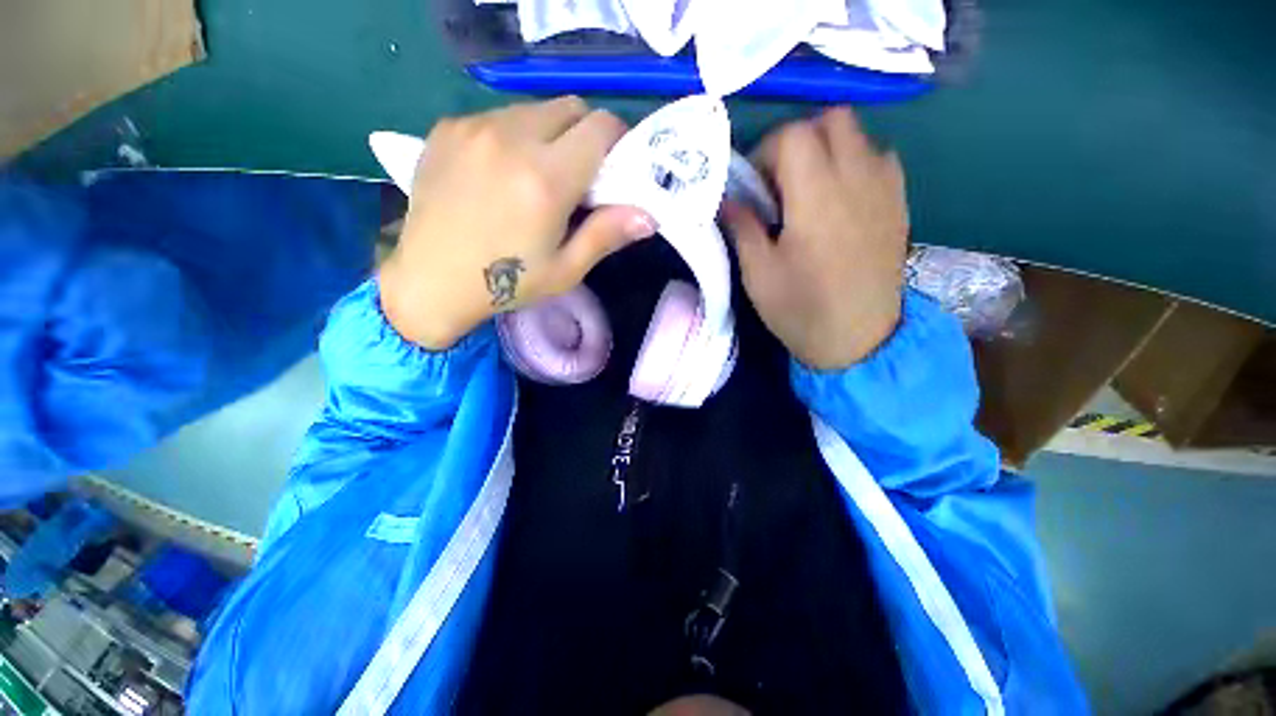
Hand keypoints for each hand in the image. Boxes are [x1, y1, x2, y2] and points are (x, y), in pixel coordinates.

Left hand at [379, 97, 656, 349]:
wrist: (430, 280)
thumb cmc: (505, 284)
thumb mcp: (565, 270)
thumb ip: (606, 235)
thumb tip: (649, 215)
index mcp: (545, 179)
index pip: (600, 127)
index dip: (617, 141)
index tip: (614, 167)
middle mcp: (511, 138)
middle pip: (570, 107)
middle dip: (585, 135)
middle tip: (579, 175)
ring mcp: (474, 127)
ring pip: (534, 109)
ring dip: (549, 134)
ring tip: (536, 176)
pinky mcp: (448, 127)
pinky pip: (499, 116)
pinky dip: (514, 135)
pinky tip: (501, 172)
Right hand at [722, 107, 907, 369]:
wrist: (858, 339)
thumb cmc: (801, 308)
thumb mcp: (758, 273)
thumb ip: (742, 227)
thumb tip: (727, 199)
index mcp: (816, 197)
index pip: (793, 135)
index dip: (766, 151)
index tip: (754, 185)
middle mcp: (856, 179)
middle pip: (831, 120)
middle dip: (798, 140)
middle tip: (780, 181)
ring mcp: (884, 188)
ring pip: (858, 135)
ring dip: (827, 150)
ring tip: (810, 190)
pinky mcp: (899, 203)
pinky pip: (879, 159)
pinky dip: (855, 164)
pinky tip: (841, 199)